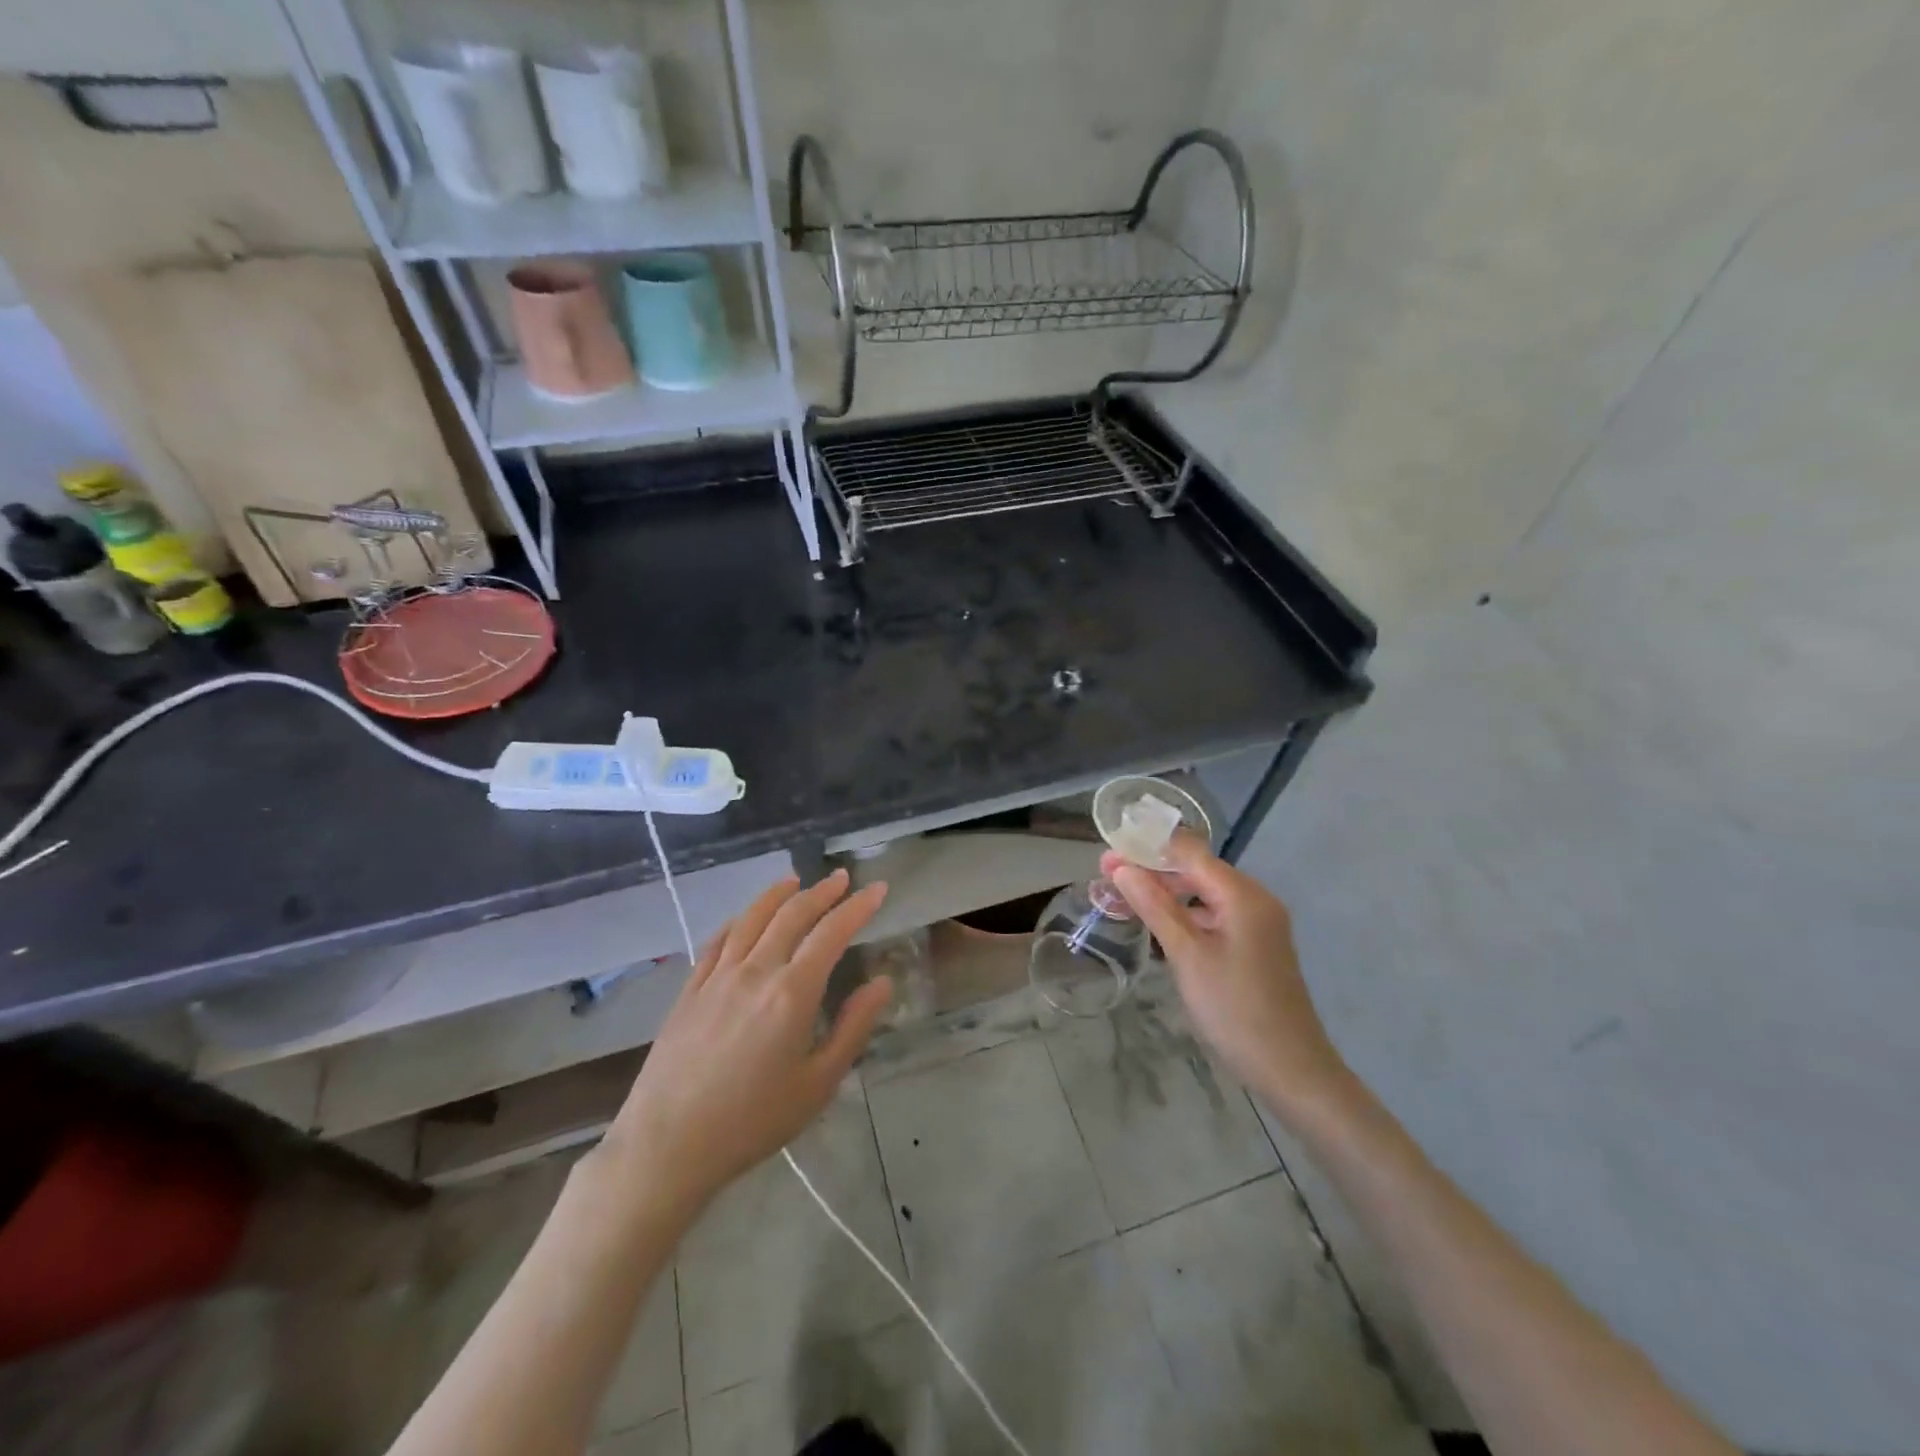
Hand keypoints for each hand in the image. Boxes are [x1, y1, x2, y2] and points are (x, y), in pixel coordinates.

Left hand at [600, 869, 892, 1217]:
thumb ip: (853, 1028)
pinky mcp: (689, 990)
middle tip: (842, 878)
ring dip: (777, 895)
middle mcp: (756, 971)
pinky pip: (717, 941)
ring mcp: (717, 977)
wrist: (667, 1146)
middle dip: (822, 892)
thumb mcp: (818, 1084)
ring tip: (795, 881)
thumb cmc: (752, 1122)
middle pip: (792, 915)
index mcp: (793, 993)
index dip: (858, 907)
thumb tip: (882, 983)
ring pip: (751, 919)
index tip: (877, 889)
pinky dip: (737, 921)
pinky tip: (743, 918)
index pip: (832, 933)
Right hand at [1104, 835, 1346, 1113]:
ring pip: (1204, 892)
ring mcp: (1258, 922)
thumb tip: (1121, 867)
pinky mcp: (1255, 944)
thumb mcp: (1187, 955)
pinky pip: (1214, 914)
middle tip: (1107, 876)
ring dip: (1166, 891)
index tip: (1108, 852)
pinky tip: (1159, 923)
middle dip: (1152, 869)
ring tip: (1125, 897)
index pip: (1189, 851)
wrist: (1291, 1070)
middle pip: (1197, 869)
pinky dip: (1185, 913)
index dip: (1147, 847)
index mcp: (1242, 894)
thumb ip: (1154, 906)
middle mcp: (1254, 899)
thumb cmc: (1234, 1009)